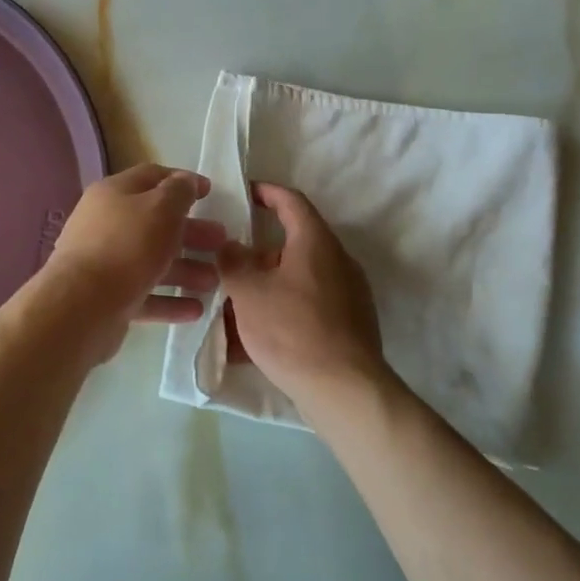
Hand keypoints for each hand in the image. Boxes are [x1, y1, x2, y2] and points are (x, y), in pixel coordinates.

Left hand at [46, 165, 225, 325]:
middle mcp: (106, 224)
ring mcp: (105, 263)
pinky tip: (196, 309)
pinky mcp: (107, 298)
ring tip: (215, 281)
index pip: (152, 177)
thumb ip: (179, 191)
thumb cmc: (128, 246)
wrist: (82, 306)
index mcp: (114, 194)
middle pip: (155, 222)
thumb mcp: (162, 208)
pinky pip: (145, 294)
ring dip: (186, 269)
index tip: (211, 193)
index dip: (182, 181)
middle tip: (221, 242)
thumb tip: (186, 181)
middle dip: (191, 232)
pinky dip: (170, 300)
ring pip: (152, 260)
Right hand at [218, 183, 389, 419]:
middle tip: (230, 266)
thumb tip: (230, 246)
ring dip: (266, 289)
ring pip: (298, 280)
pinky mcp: (349, 325)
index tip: (246, 192)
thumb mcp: (249, 293)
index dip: (267, 192)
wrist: (343, 388)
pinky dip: (281, 314)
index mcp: (316, 242)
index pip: (291, 201)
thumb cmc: (292, 330)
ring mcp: (348, 294)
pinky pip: (307, 308)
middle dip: (258, 256)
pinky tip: (253, 344)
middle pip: (293, 245)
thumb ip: (233, 262)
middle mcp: (337, 260)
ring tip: (234, 309)